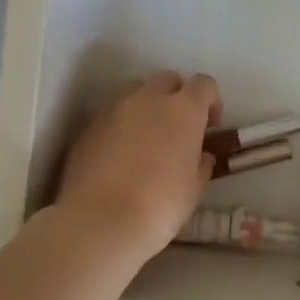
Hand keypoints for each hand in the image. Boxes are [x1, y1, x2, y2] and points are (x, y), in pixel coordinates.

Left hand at [57, 71, 222, 257]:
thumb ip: (200, 163)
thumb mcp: (194, 188)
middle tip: (178, 128)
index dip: (211, 101)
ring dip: (146, 107)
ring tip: (147, 139)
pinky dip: (121, 126)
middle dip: (176, 97)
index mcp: (183, 109)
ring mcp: (114, 109)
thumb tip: (201, 155)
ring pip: (135, 93)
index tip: (210, 125)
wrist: (102, 220)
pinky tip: (120, 157)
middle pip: (167, 80)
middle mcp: (148, 99)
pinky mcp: (89, 127)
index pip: (203, 84)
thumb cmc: (161, 205)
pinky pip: (111, 115)